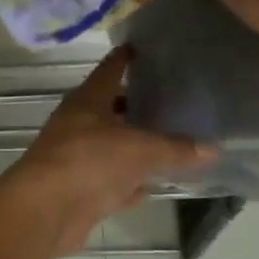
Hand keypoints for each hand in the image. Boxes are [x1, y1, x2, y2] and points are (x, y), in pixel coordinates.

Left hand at [0, 48, 213, 255]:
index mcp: (87, 101)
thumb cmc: (89, 161)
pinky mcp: (80, 191)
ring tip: (171, 140)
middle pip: (112, 108)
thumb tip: (213, 148)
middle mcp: (79, 124)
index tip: (143, 47)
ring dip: (136, 146)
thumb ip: (175, 148)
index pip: (110, 69)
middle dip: (137, 105)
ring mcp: (77, 158)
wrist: (45, 211)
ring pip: (113, 146)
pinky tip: (153, 184)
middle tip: (172, 100)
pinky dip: (131, 183)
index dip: (126, 58)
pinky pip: (113, 181)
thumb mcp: (140, 149)